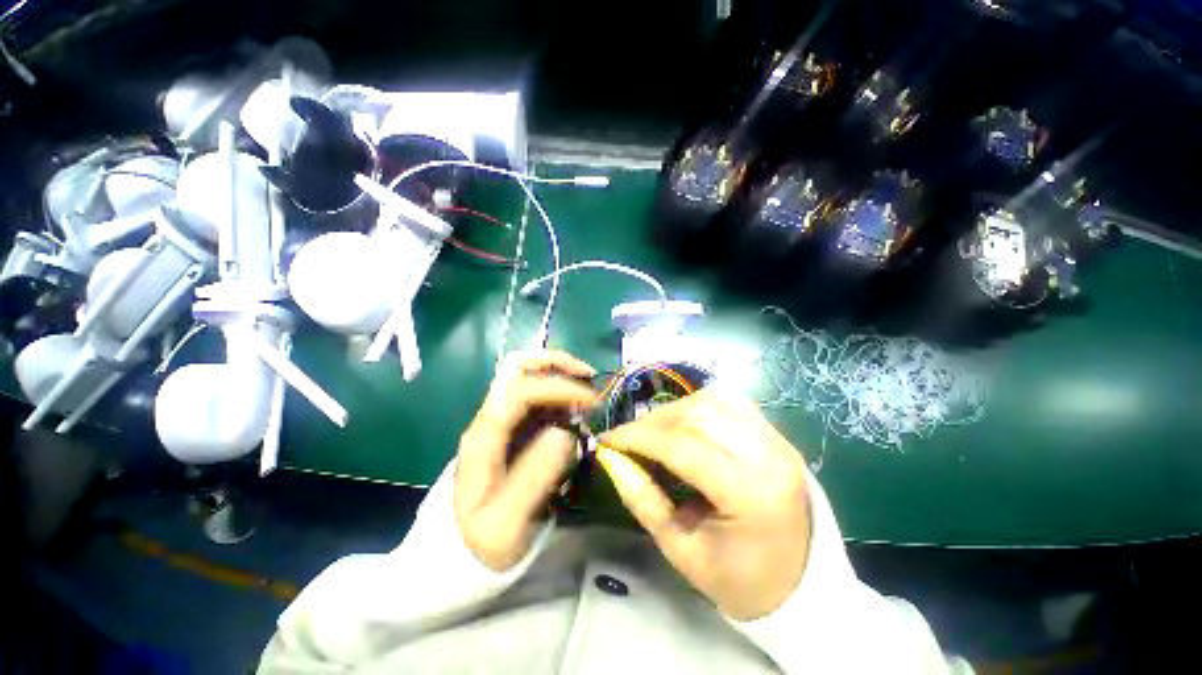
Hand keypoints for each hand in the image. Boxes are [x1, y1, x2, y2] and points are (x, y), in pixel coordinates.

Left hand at [455, 351, 596, 571]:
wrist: (456, 554)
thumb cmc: (481, 541)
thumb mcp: (509, 523)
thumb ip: (536, 477)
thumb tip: (565, 432)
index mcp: (484, 435)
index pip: (521, 390)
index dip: (559, 387)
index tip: (592, 402)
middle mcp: (489, 417)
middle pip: (517, 367)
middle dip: (557, 363)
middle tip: (589, 377)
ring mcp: (499, 419)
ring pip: (528, 376)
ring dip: (560, 376)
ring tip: (586, 396)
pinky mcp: (510, 427)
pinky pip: (536, 397)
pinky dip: (559, 394)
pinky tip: (575, 411)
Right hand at [596, 386, 810, 620]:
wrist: (801, 581)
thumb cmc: (740, 579)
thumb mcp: (682, 552)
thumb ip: (644, 501)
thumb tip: (613, 459)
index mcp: (749, 492)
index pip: (682, 446)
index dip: (639, 437)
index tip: (609, 439)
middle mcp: (767, 454)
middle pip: (696, 415)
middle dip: (652, 422)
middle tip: (628, 437)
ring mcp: (775, 438)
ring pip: (711, 400)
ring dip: (674, 410)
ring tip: (653, 430)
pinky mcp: (774, 433)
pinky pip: (728, 402)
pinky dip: (698, 405)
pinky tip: (683, 423)